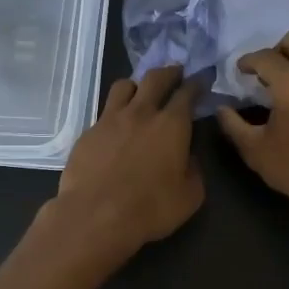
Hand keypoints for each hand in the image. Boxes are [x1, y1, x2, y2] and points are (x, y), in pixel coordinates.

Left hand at [48, 65, 203, 260]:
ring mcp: (110, 119)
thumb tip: (187, 157)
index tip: (201, 80)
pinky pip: (105, 111)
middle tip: (175, 73)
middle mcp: (141, 113)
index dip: (196, 84)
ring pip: (124, 86)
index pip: (187, 93)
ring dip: (137, 85)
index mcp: (172, 125)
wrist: (95, 216)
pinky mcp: (88, 132)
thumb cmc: (150, 208)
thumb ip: (193, 170)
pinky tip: (116, 126)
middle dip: (169, 72)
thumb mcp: (189, 196)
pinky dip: (116, 112)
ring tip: (141, 92)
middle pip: (155, 78)